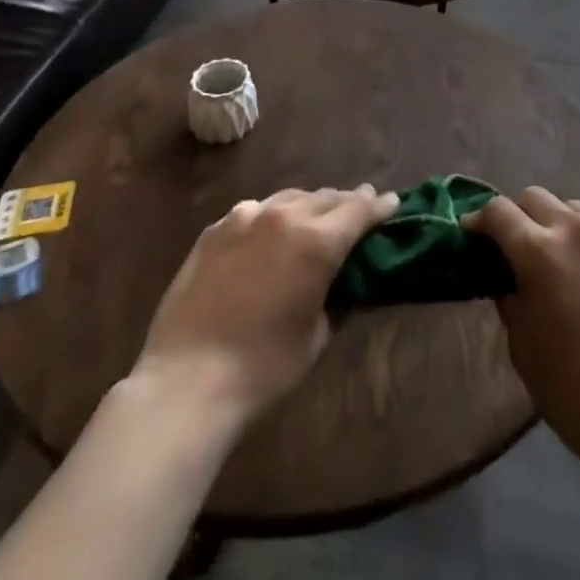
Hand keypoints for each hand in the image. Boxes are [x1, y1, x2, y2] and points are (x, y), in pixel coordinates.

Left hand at [132, 185, 398, 428]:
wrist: (186, 381)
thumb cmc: (263, 368)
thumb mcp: (316, 337)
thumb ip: (338, 299)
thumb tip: (348, 284)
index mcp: (317, 241)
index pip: (359, 209)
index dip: (379, 206)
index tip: (392, 203)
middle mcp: (284, 216)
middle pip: (326, 197)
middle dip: (346, 203)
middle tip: (358, 211)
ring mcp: (245, 217)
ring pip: (290, 198)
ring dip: (309, 206)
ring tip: (315, 219)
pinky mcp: (215, 229)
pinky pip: (254, 212)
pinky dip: (271, 217)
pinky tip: (268, 234)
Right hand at [465, 187, 579, 475]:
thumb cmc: (572, 390)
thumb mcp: (521, 344)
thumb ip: (509, 293)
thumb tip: (505, 273)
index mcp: (539, 250)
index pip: (497, 210)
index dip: (479, 221)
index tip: (474, 236)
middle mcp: (578, 228)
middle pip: (536, 197)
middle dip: (519, 215)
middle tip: (518, 247)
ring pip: (578, 209)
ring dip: (561, 225)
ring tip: (565, 260)